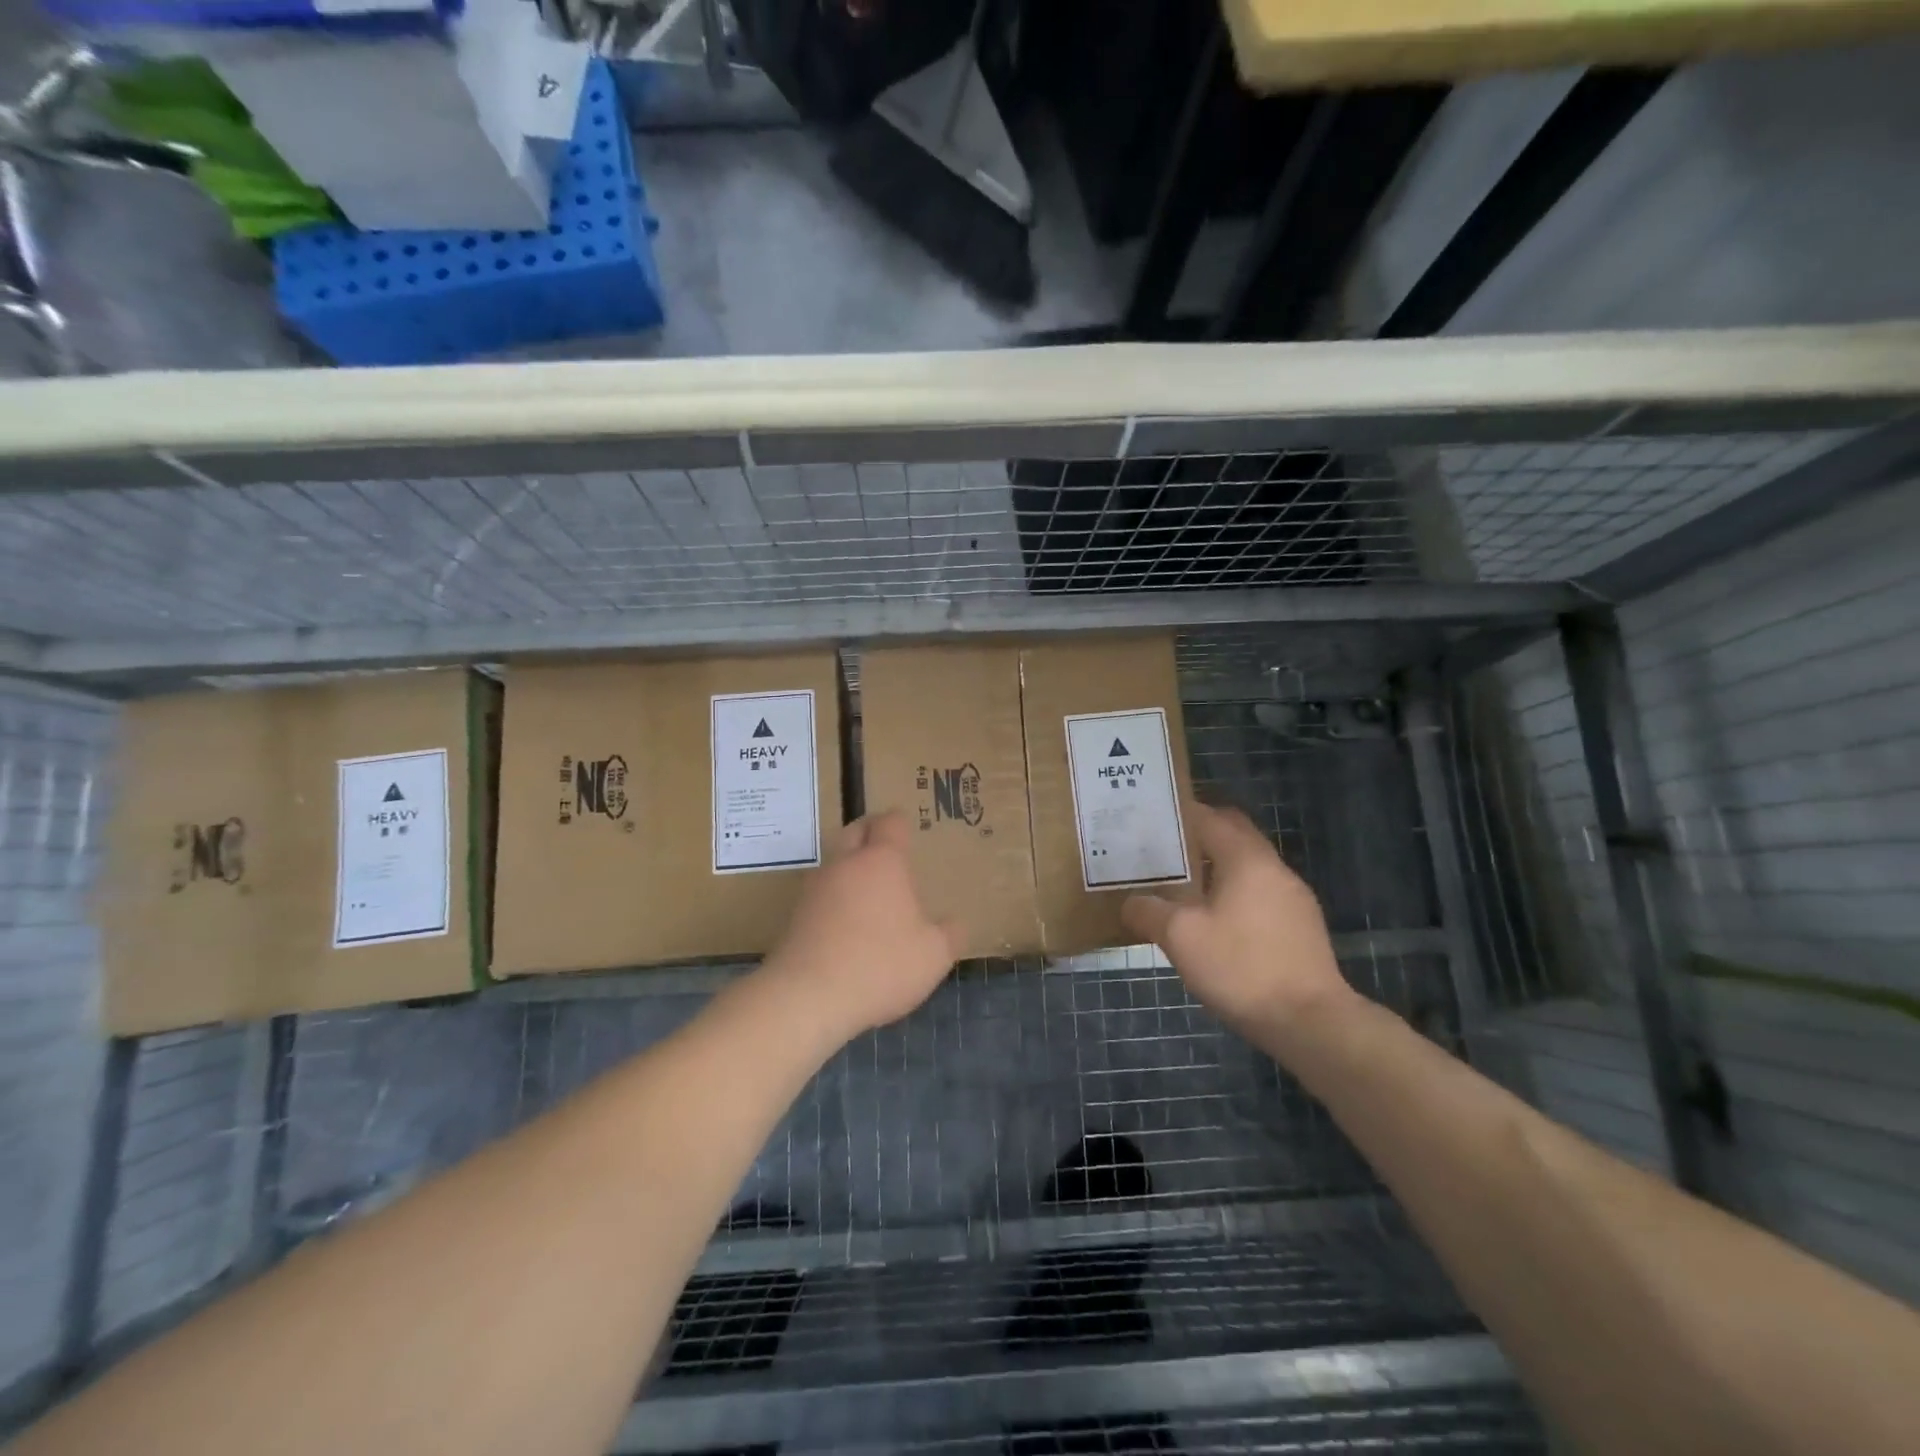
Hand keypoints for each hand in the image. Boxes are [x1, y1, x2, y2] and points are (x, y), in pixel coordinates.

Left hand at [760, 812, 962, 1043]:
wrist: (807, 997)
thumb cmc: (880, 965)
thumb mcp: (934, 955)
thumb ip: (950, 934)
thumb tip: (954, 923)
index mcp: (882, 861)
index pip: (890, 822)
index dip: (900, 823)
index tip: (909, 833)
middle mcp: (846, 864)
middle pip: (855, 830)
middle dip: (871, 834)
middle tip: (889, 853)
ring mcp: (815, 888)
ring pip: (835, 862)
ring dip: (851, 868)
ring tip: (870, 893)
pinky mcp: (796, 915)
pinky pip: (821, 894)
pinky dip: (835, 899)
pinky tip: (847, 925)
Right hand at [1122, 802, 1353, 1034]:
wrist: (1310, 1022)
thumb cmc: (1241, 967)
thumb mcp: (1180, 938)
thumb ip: (1149, 911)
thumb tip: (1131, 902)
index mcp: (1246, 859)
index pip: (1211, 817)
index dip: (1180, 815)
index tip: (1151, 820)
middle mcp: (1275, 869)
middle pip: (1234, 836)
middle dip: (1200, 837)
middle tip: (1163, 850)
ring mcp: (1294, 898)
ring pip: (1249, 867)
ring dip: (1218, 868)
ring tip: (1183, 886)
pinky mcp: (1302, 927)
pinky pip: (1261, 893)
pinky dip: (1236, 893)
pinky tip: (1216, 922)